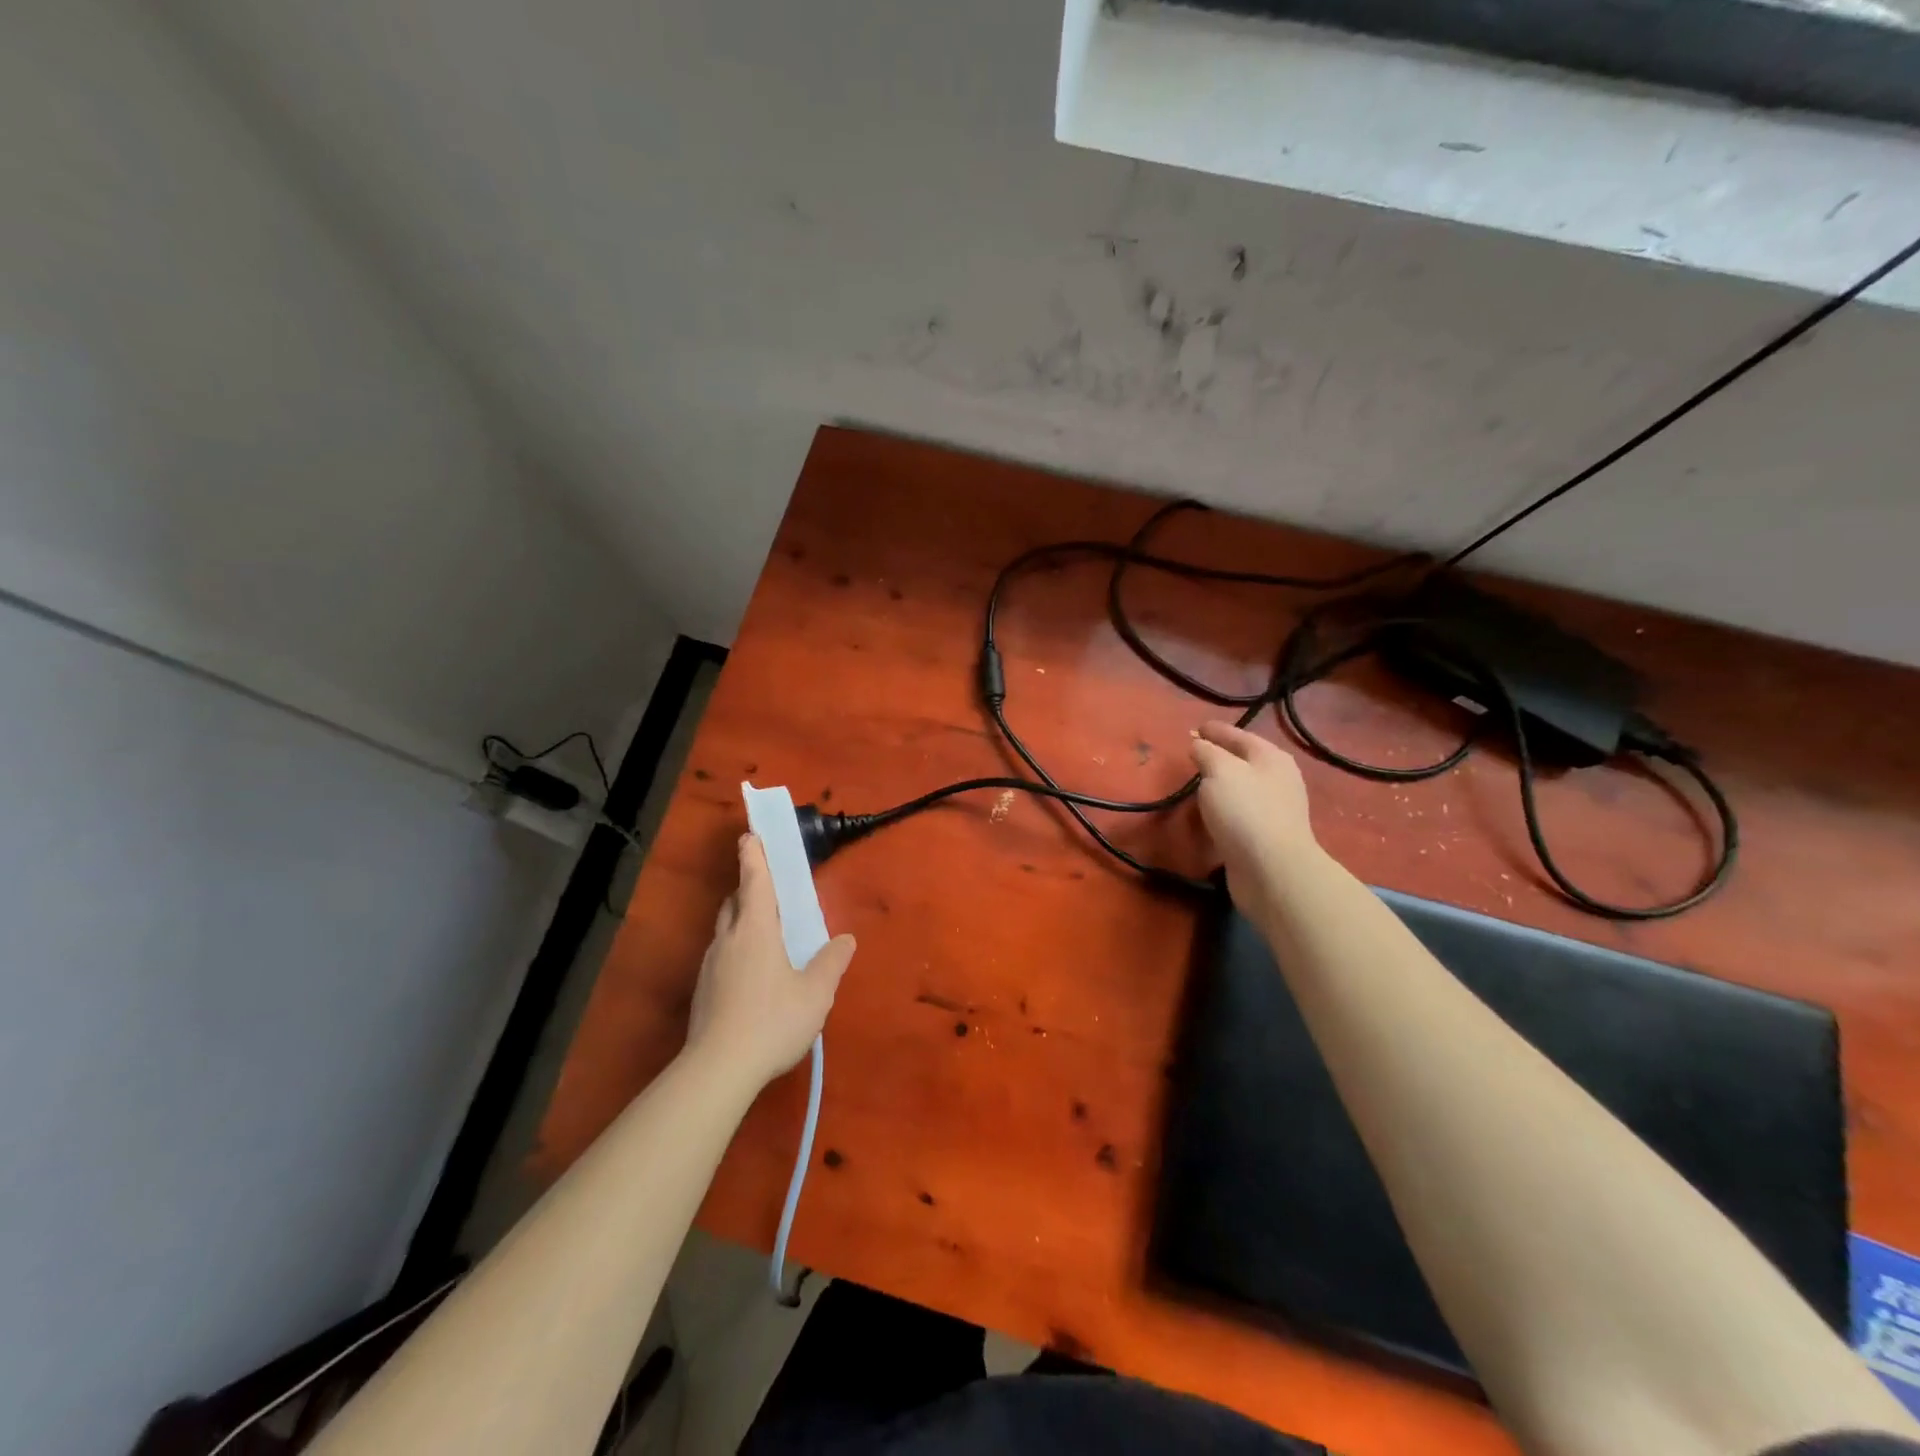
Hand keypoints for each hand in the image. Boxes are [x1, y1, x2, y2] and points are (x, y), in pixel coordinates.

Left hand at [685, 835, 856, 1090]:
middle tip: (767, 890)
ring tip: (765, 935)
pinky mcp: (702, 990)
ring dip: (741, 921)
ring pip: (725, 930)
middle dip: (748, 889)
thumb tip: (846, 939)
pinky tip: (752, 976)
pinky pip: (721, 956)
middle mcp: (729, 939)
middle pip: (734, 902)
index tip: (750, 836)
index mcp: (756, 930)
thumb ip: (832, 962)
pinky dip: (736, 950)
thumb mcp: (815, 993)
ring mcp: (710, 965)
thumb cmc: (772, 1021)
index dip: (753, 857)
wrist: (718, 1070)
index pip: (753, 882)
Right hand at [1190, 720, 1320, 917]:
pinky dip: (1224, 809)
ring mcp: (1275, 810)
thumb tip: (1199, 745)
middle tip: (1194, 754)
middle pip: (1244, 761)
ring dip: (1221, 784)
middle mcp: (1278, 780)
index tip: (1195, 728)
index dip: (1216, 730)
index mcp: (1271, 758)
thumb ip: (1206, 752)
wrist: (1272, 869)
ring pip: (1242, 787)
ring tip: (1198, 784)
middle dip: (1219, 756)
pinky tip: (1210, 814)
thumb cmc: (1245, 810)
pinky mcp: (1266, 836)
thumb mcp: (1219, 770)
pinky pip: (1240, 813)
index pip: (1239, 735)